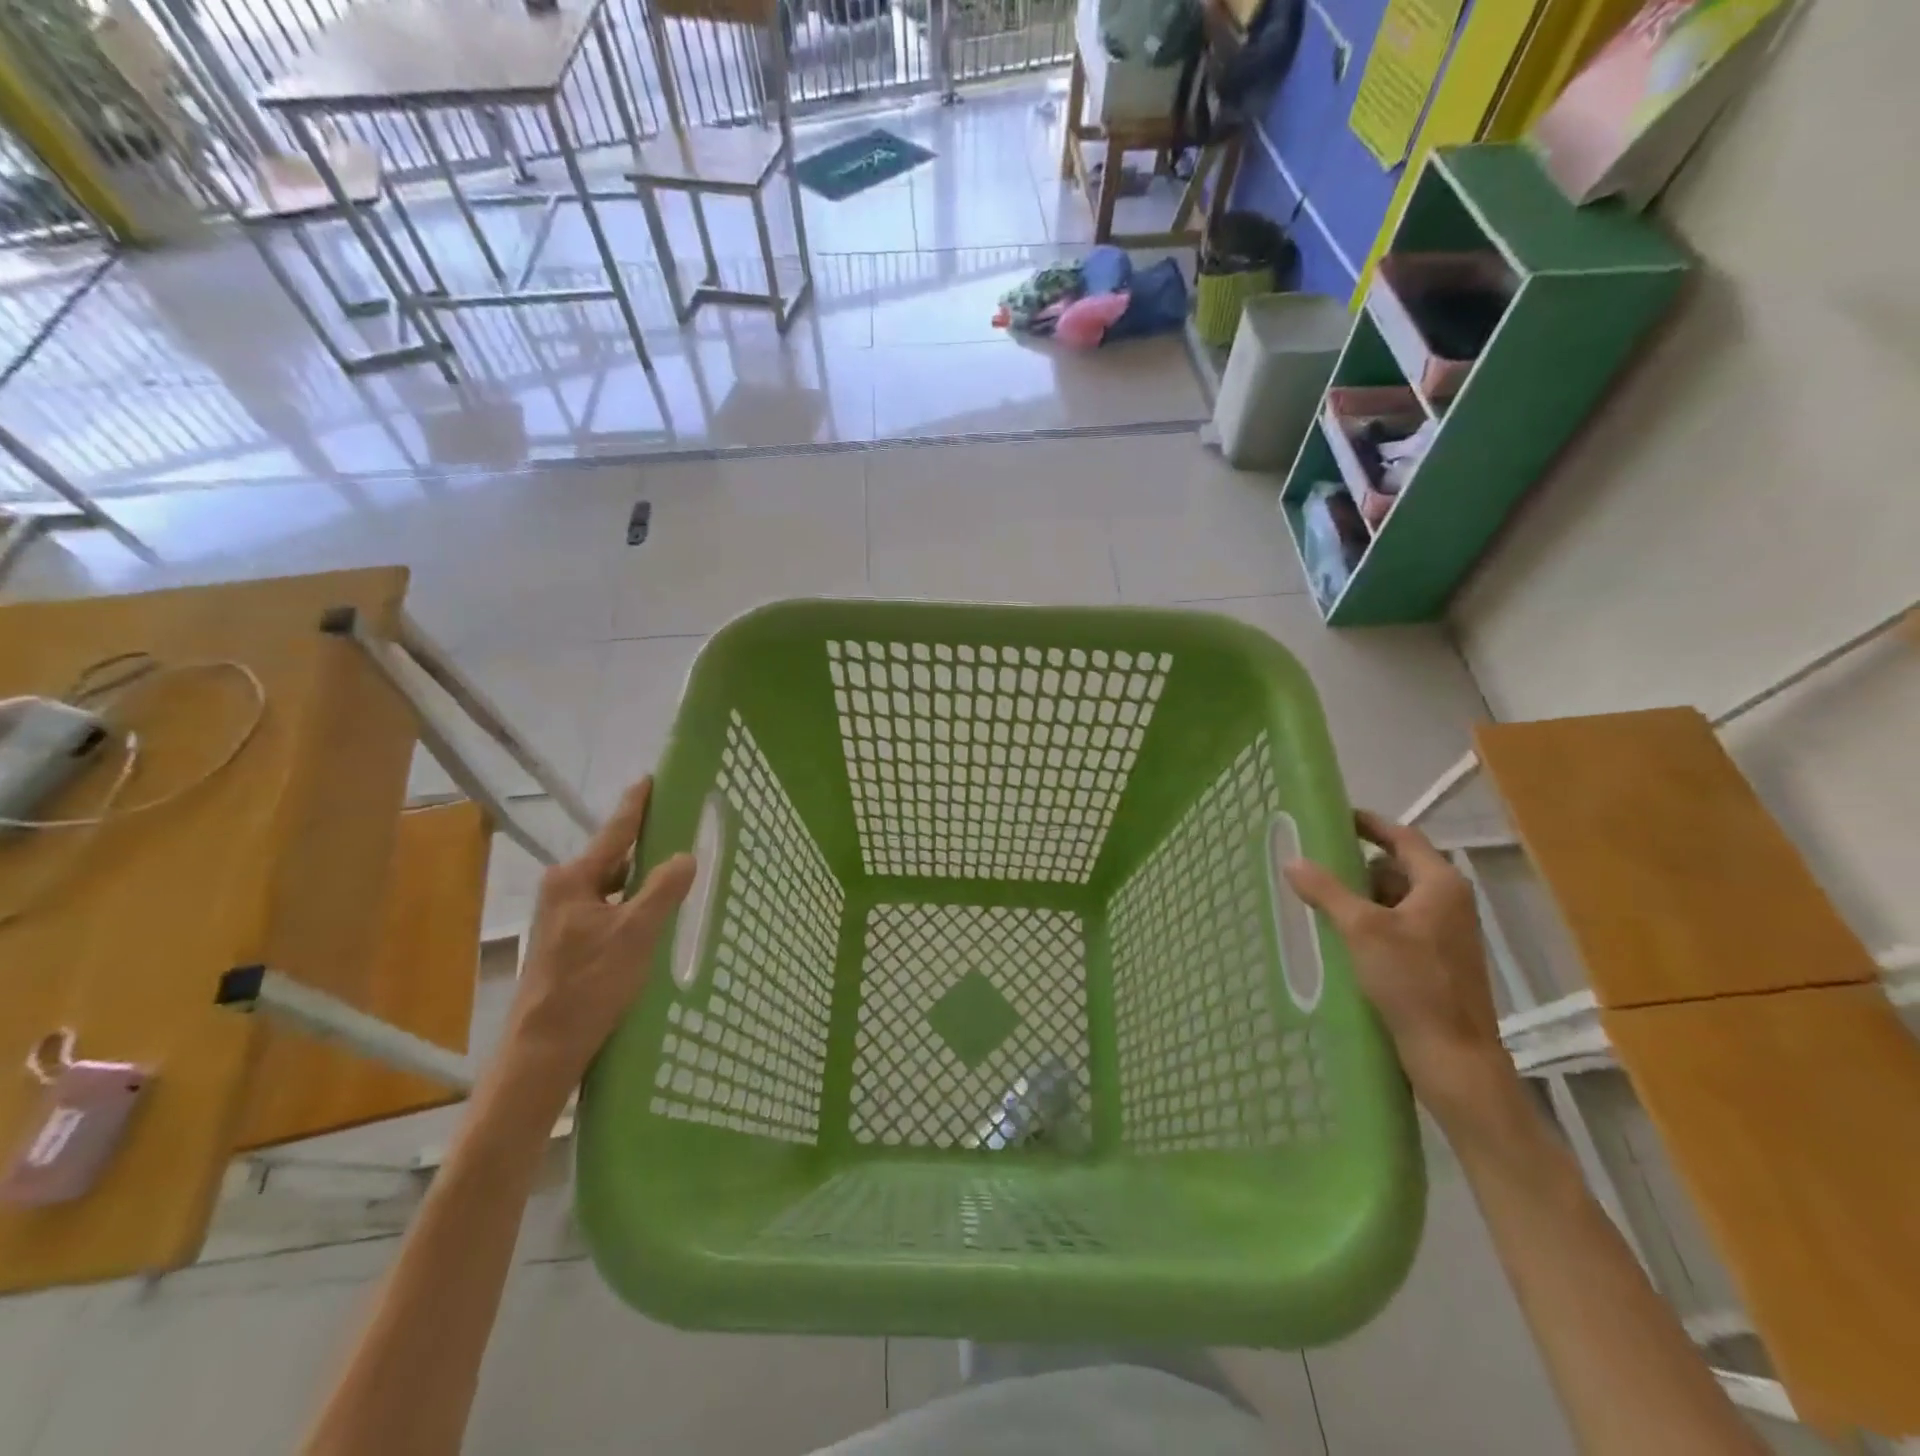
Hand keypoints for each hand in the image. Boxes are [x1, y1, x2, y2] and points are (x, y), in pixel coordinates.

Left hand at [499, 779, 696, 1103]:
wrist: (544, 1048)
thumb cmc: (590, 985)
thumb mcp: (636, 934)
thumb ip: (663, 890)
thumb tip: (685, 855)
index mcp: (574, 879)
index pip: (614, 831)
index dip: (636, 804)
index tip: (651, 778)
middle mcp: (564, 889)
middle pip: (614, 857)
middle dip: (647, 845)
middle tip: (683, 831)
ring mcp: (563, 916)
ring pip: (613, 885)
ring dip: (642, 880)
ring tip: (678, 872)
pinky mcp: (569, 940)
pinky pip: (609, 907)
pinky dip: (633, 904)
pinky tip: (656, 915)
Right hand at [1284, 811, 1521, 1132]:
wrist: (1453, 1055)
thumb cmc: (1413, 983)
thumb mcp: (1361, 929)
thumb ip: (1326, 890)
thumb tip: (1292, 859)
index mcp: (1440, 885)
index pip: (1402, 836)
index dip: (1368, 823)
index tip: (1333, 815)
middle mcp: (1449, 902)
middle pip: (1398, 866)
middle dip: (1357, 863)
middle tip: (1315, 861)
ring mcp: (1445, 932)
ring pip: (1396, 897)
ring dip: (1361, 894)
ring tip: (1320, 897)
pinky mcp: (1436, 959)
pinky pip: (1398, 923)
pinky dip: (1371, 920)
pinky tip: (1341, 933)